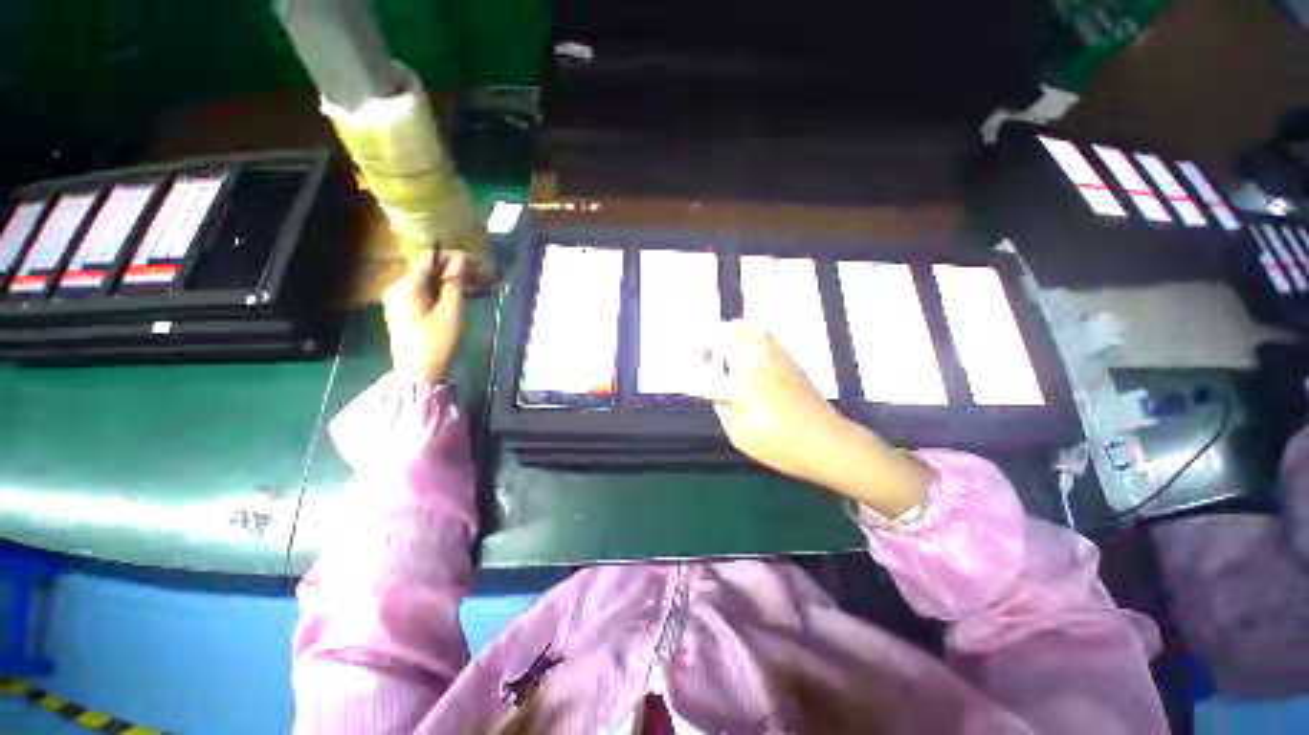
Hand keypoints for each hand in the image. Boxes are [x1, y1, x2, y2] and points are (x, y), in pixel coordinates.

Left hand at [383, 251, 466, 385]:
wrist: (418, 372)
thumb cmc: (436, 341)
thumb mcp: (451, 311)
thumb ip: (454, 283)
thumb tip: (461, 259)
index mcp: (405, 285)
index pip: (428, 259)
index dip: (450, 256)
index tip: (473, 260)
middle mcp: (396, 287)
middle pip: (424, 270)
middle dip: (449, 269)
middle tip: (474, 273)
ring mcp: (396, 300)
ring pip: (423, 281)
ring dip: (444, 280)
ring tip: (468, 284)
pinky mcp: (401, 310)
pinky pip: (420, 292)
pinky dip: (436, 291)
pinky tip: (452, 297)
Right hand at [697, 320, 847, 479]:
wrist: (829, 442)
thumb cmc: (784, 446)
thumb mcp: (742, 437)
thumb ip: (723, 410)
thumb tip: (718, 393)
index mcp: (743, 385)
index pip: (707, 376)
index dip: (694, 383)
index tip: (689, 388)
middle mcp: (757, 361)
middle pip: (726, 332)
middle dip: (708, 342)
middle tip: (706, 361)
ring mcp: (775, 355)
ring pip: (746, 326)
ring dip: (728, 336)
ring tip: (724, 355)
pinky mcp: (788, 357)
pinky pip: (761, 334)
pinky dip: (746, 338)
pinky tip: (745, 358)